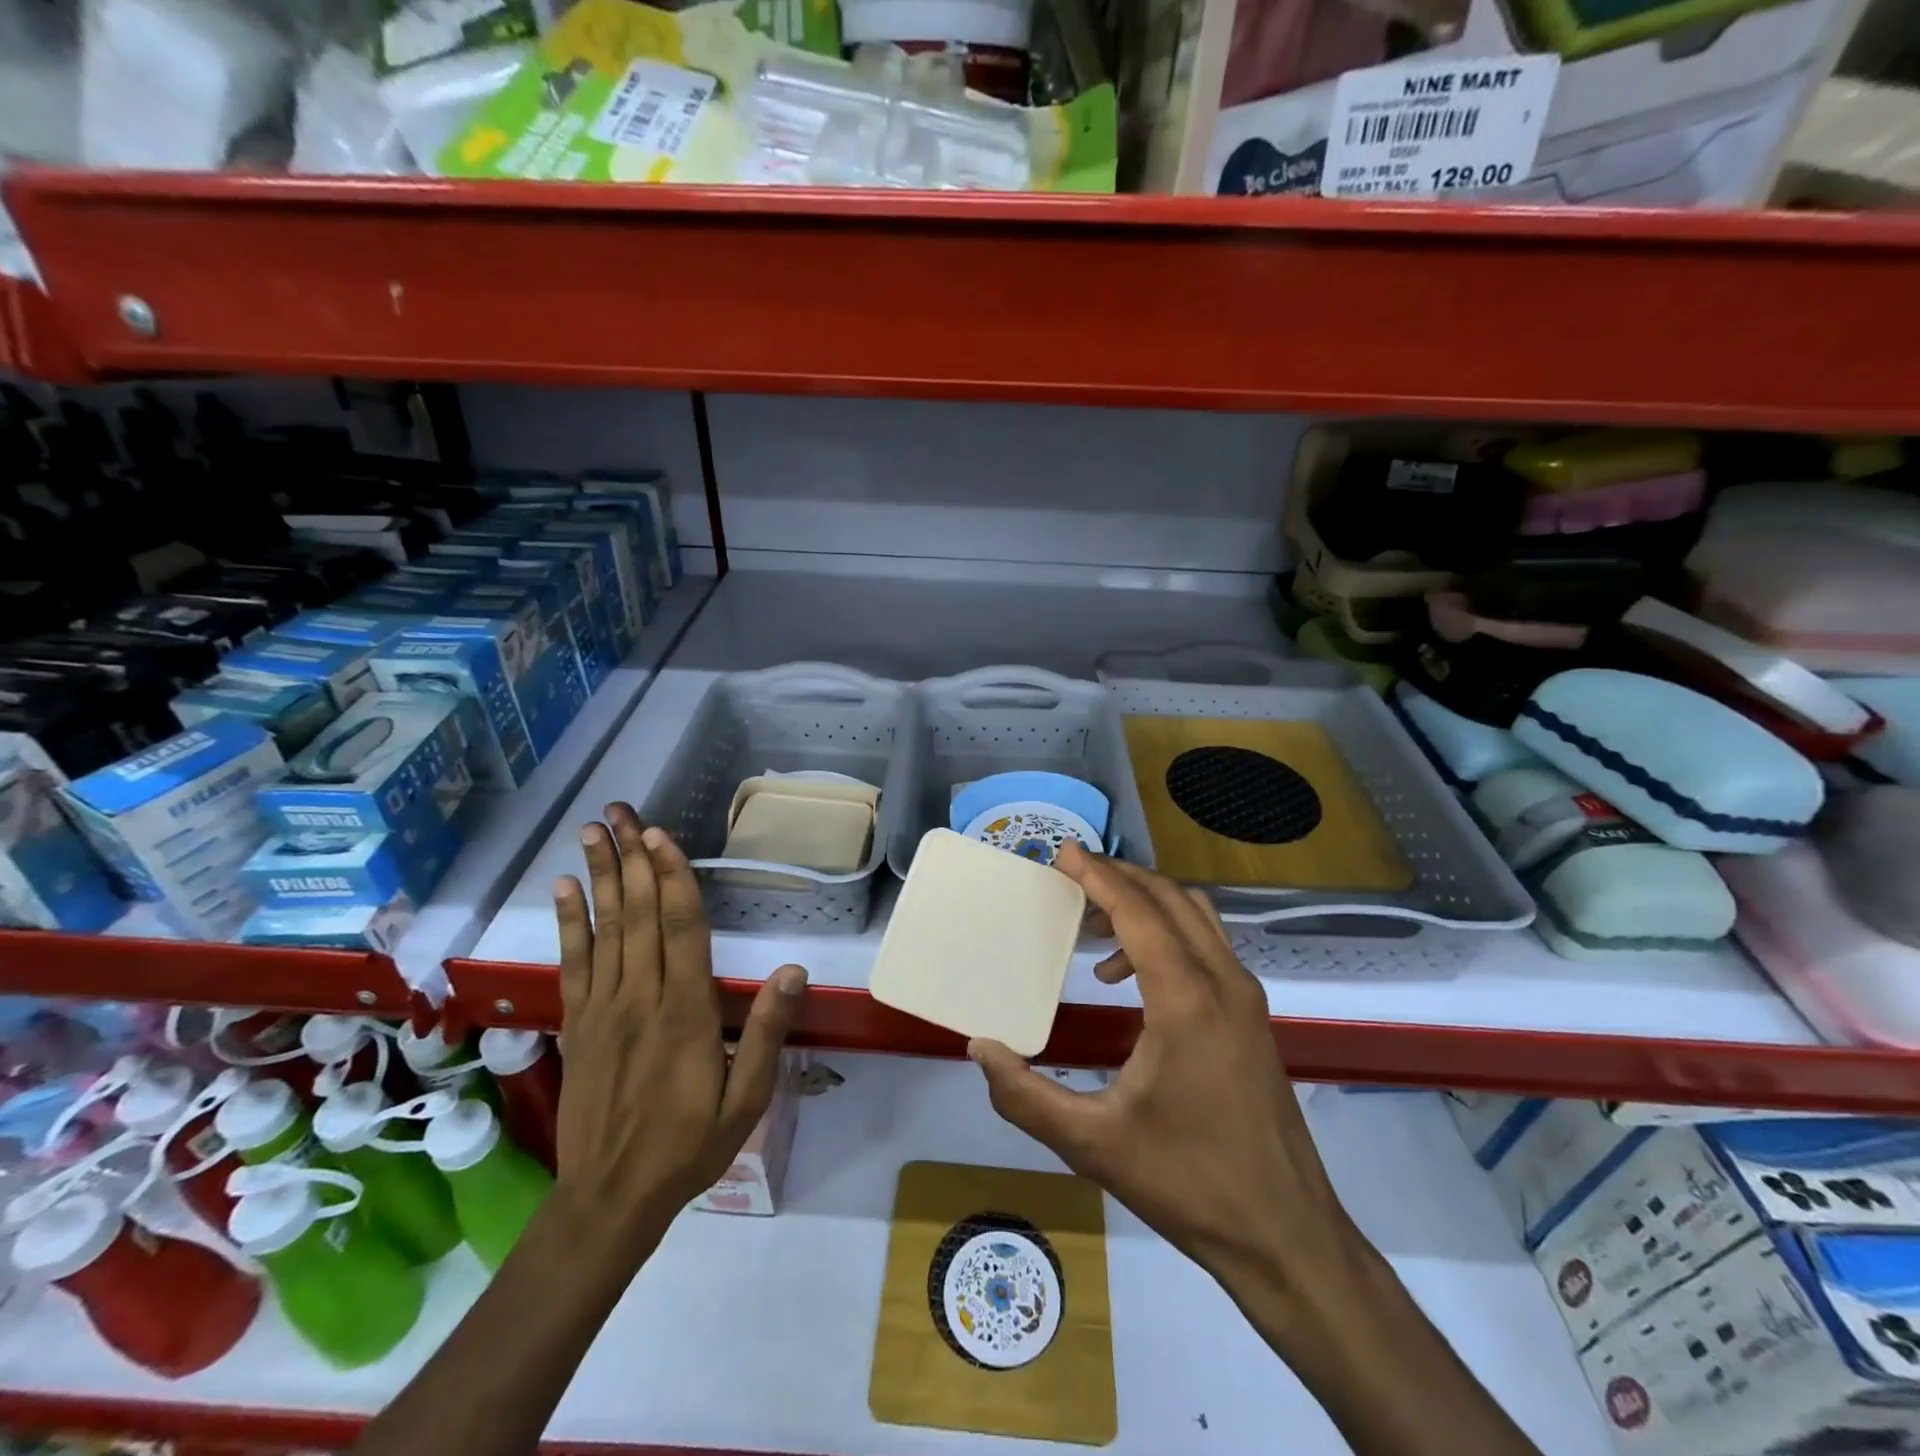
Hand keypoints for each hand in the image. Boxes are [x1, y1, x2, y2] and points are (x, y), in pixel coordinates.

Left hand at [551, 803, 807, 1247]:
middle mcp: (640, 998)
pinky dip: (568, 922)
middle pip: (636, 915)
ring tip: (592, 830)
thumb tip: (794, 971)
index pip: (680, 930)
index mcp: (685, 1012)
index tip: (661, 836)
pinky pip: (573, 963)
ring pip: (603, 928)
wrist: (609, 1197)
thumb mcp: (746, 1099)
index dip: (671, 879)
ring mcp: (602, 1008)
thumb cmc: (688, 1145)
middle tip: (621, 811)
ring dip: (598, 876)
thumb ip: (766, 1032)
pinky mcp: (577, 1022)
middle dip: (630, 858)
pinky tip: (563, 889)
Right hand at [969, 845, 1356, 1296]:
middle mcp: (1223, 982)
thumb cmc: (1188, 1183)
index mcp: (1186, 1000)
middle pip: (1169, 898)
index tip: (1062, 852)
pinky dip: (1167, 931)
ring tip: (1092, 920)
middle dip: (1118, 877)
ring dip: (1145, 901)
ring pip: (1195, 915)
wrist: (1285, 1235)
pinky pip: (1207, 944)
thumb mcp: (1093, 1143)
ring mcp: (1246, 996)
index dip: (1098, 875)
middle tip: (1069, 877)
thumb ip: (1026, 1095)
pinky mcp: (1253, 1014)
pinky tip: (1127, 975)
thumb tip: (979, 1048)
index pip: (1138, 910)